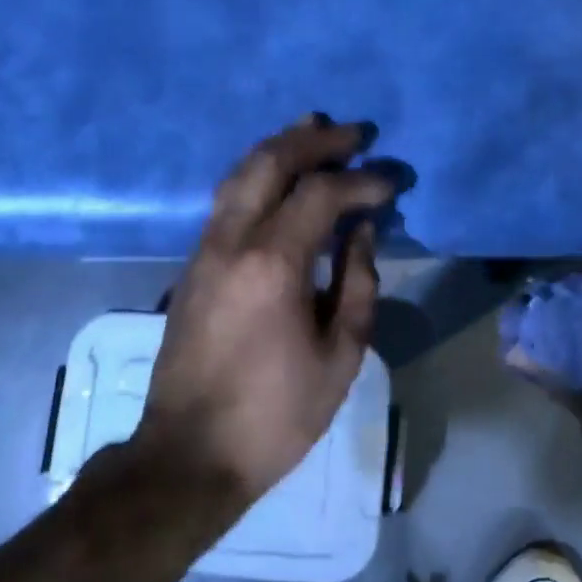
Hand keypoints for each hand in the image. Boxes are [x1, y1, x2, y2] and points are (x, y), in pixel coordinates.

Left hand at [135, 115, 395, 507]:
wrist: (190, 452)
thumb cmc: (276, 414)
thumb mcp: (340, 356)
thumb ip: (358, 283)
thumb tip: (363, 230)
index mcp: (273, 264)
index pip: (321, 194)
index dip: (362, 181)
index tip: (392, 182)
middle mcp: (232, 240)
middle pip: (270, 162)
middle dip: (315, 141)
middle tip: (355, 133)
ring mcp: (204, 248)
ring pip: (239, 172)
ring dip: (279, 146)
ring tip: (315, 130)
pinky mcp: (192, 263)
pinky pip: (227, 198)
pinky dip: (257, 173)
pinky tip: (279, 176)